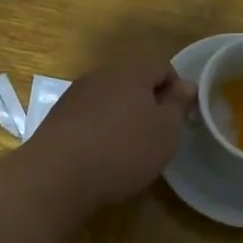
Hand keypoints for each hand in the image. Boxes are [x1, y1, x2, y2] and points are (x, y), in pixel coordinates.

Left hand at [24, 56, 195, 209]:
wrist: (57, 175)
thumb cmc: (124, 149)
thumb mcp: (166, 130)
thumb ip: (178, 104)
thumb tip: (185, 85)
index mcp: (131, 71)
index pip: (163, 66)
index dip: (177, 90)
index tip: (181, 119)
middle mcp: (101, 75)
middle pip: (134, 81)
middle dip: (149, 104)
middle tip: (158, 135)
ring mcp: (75, 95)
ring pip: (110, 99)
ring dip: (124, 117)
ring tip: (130, 149)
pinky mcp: (58, 118)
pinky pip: (90, 117)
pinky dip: (101, 130)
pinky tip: (103, 156)